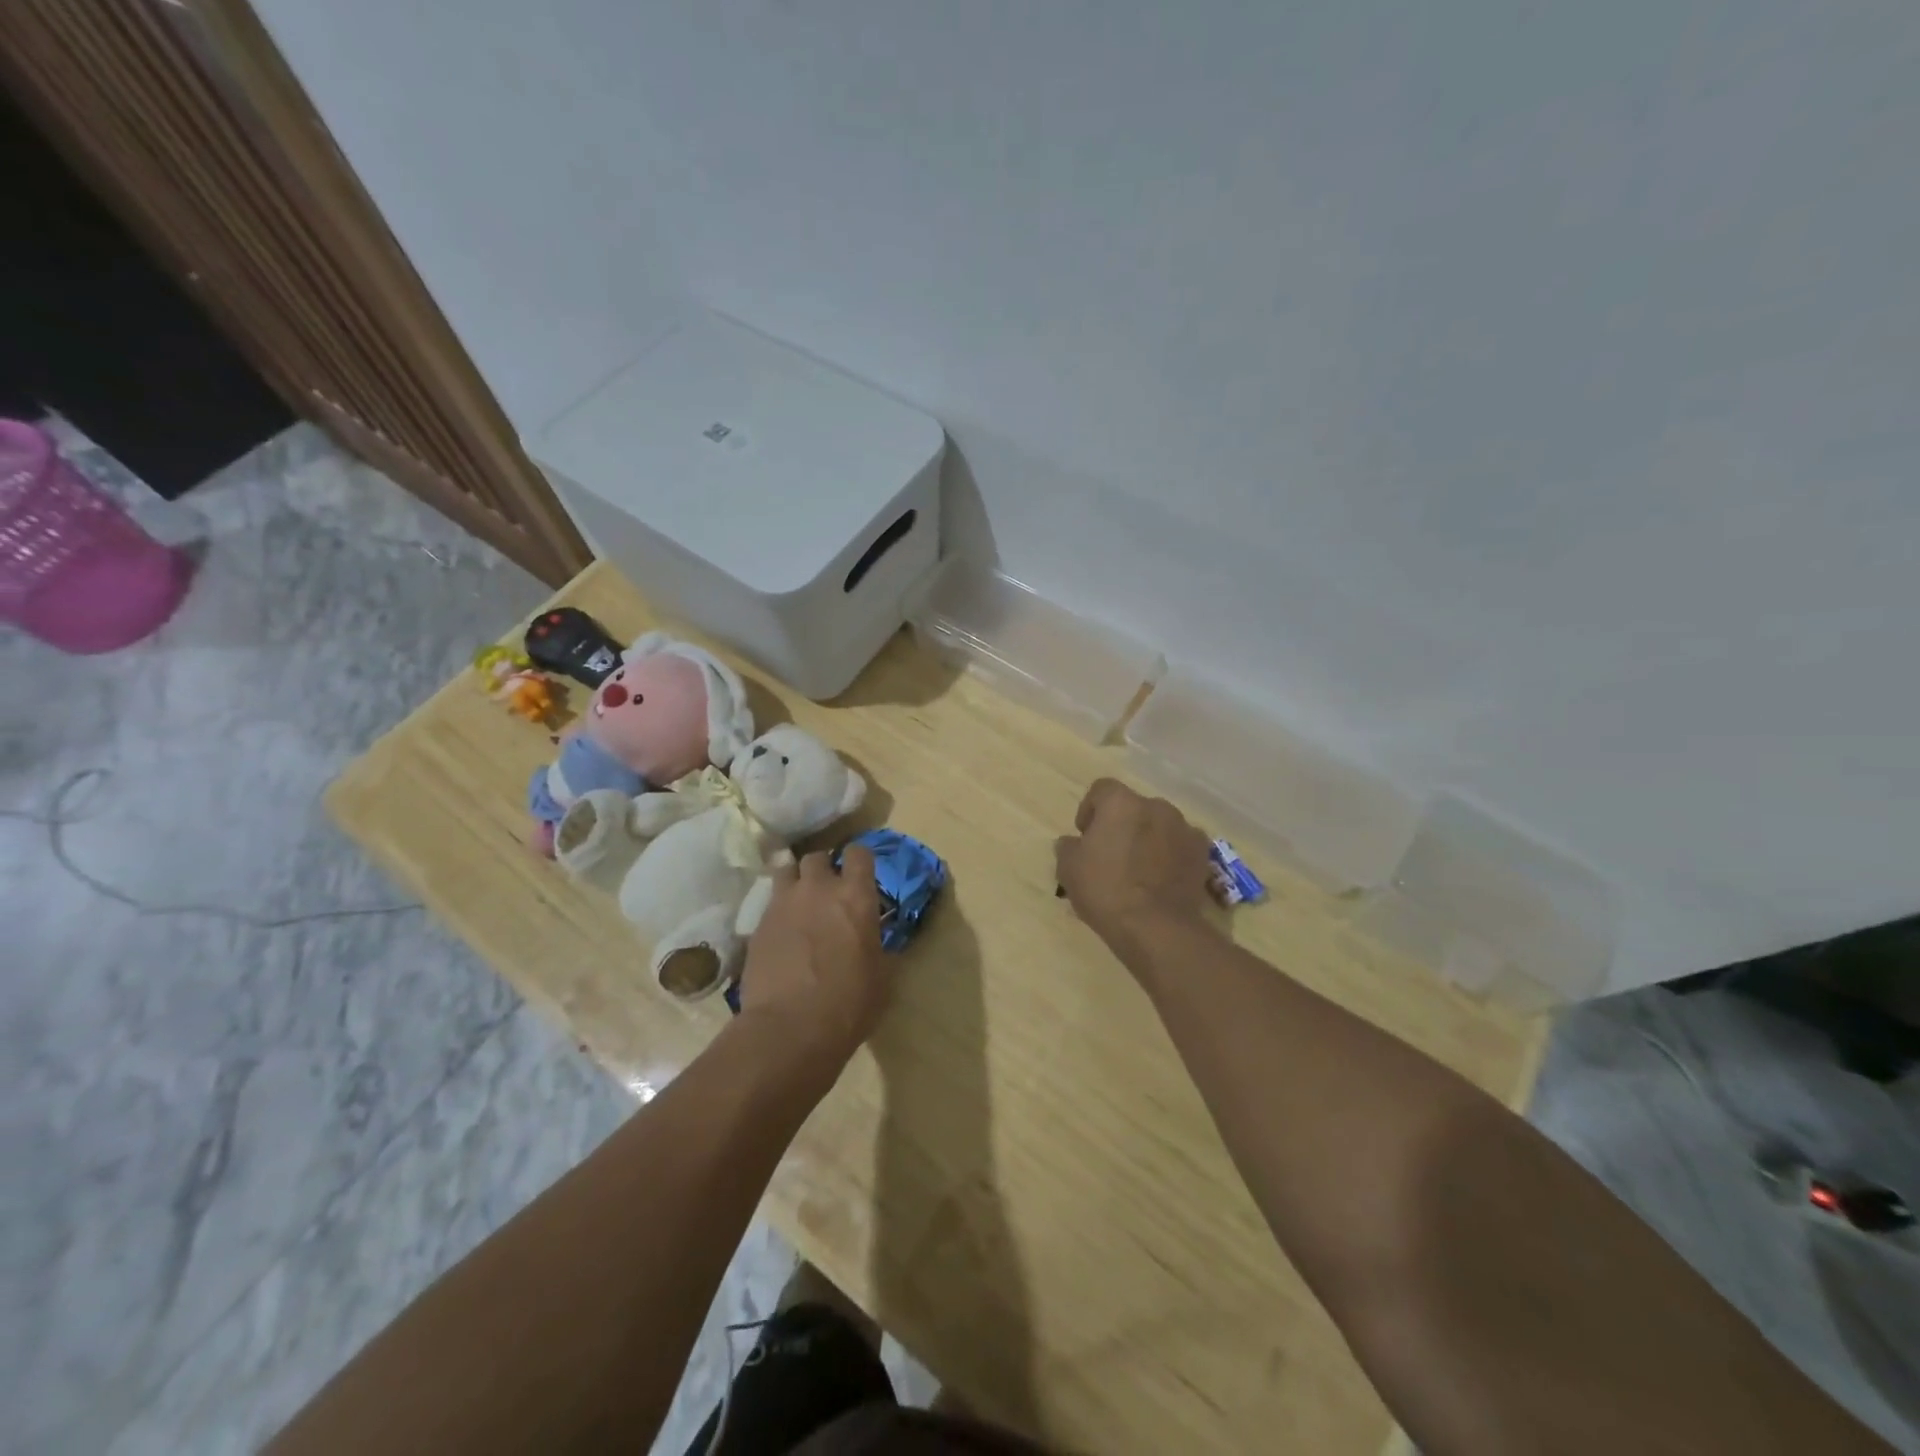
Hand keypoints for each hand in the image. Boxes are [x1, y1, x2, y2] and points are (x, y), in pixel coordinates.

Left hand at [738, 844, 889, 1069]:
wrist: (789, 1029)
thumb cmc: (848, 1005)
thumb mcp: (880, 976)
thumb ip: (876, 947)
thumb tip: (873, 942)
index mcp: (856, 897)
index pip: (859, 854)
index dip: (860, 860)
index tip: (861, 874)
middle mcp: (818, 889)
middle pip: (817, 857)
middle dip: (823, 869)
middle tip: (827, 891)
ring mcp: (783, 904)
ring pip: (785, 870)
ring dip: (795, 880)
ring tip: (798, 902)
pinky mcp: (757, 924)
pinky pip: (769, 903)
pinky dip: (777, 910)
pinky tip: (781, 932)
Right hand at [1055, 779, 1214, 959]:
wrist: (1156, 927)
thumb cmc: (1106, 890)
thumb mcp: (1069, 869)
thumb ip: (1068, 847)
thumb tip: (1072, 843)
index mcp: (1121, 803)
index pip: (1101, 789)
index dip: (1090, 809)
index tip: (1085, 836)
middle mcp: (1156, 806)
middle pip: (1133, 807)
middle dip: (1122, 824)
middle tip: (1111, 854)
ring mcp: (1184, 828)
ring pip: (1159, 825)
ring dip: (1148, 838)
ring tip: (1139, 869)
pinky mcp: (1203, 854)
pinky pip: (1180, 845)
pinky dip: (1171, 855)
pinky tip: (1162, 879)